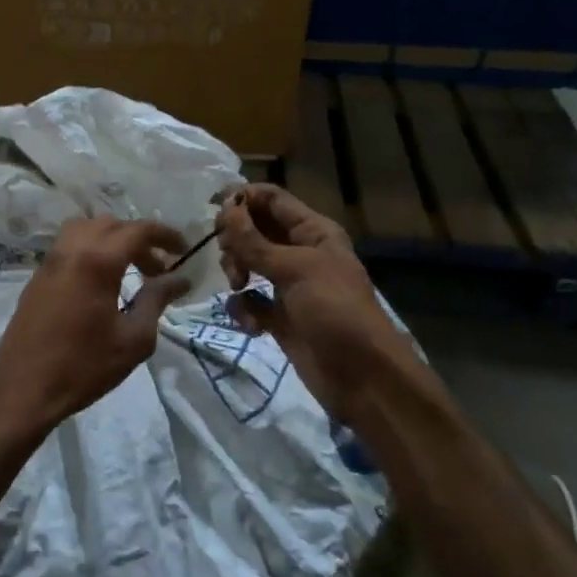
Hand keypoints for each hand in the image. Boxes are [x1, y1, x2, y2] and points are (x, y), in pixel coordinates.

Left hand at [0, 216, 190, 435]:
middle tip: (159, 268)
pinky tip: (102, 284)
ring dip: (112, 240)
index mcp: (97, 260)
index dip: (165, 235)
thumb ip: (157, 300)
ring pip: (86, 229)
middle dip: (140, 239)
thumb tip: (180, 278)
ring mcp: (50, 261)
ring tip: (130, 270)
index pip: (138, 230)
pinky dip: (91, 250)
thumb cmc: (84, 367)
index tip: (184, 250)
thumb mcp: (133, 338)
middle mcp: (71, 250)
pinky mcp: (37, 277)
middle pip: (112, 225)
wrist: (22, 390)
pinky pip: (69, 246)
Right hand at [216, 185, 420, 421]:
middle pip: (254, 230)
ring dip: (236, 272)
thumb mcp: (295, 270)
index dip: (243, 198)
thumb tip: (225, 207)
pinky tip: (251, 323)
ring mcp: (289, 286)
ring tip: (239, 288)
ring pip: (248, 264)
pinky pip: (250, 301)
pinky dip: (244, 309)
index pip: (272, 199)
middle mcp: (300, 253)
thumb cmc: (335, 311)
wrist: (362, 378)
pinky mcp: (280, 317)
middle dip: (235, 240)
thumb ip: (255, 241)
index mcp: (313, 232)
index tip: (214, 210)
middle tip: (229, 258)